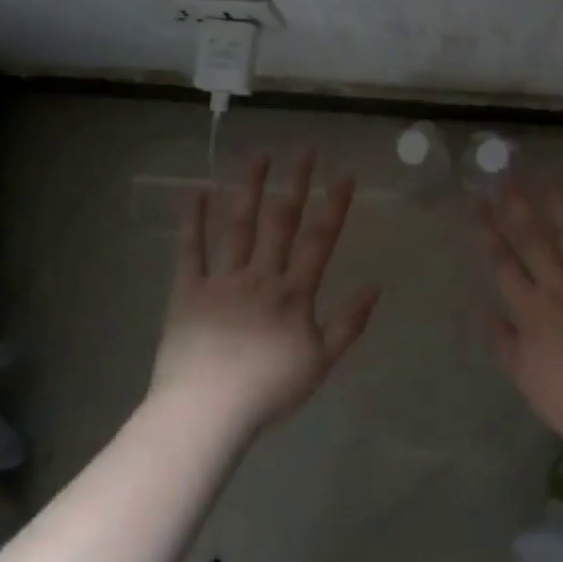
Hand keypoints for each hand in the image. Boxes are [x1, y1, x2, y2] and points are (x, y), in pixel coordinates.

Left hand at [153, 152, 379, 430]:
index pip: (320, 240)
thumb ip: (349, 323)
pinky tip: (194, 191)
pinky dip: (192, 220)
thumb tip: (375, 287)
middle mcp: (260, 276)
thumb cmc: (268, 390)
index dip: (334, 206)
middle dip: (296, 183)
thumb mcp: (321, 363)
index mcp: (293, 293)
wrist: (206, 411)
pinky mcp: (188, 290)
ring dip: (248, 188)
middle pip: (280, 221)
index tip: (345, 175)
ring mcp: (221, 280)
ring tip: (257, 156)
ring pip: (237, 225)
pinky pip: (190, 250)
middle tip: (305, 150)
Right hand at [473, 180, 562, 435]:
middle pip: (534, 239)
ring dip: (559, 207)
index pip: (502, 262)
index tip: (475, 201)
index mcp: (531, 310)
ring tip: (548, 180)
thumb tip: (487, 310)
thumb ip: (504, 341)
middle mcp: (560, 287)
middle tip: (505, 174)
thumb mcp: (524, 377)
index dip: (486, 229)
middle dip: (516, 205)